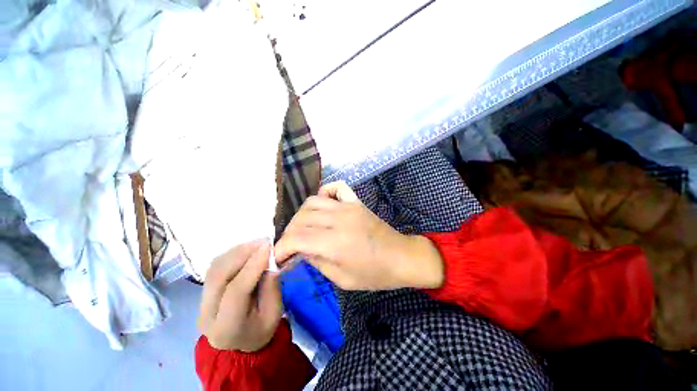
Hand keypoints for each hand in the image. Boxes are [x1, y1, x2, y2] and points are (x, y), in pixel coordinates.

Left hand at [198, 241, 281, 351]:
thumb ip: (271, 288)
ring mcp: (201, 302)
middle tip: (264, 241)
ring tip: (257, 243)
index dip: (252, 266)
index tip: (269, 247)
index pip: (235, 292)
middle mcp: (207, 315)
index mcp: (226, 328)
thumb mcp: (274, 314)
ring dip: (237, 251)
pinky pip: (215, 267)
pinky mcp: (204, 291)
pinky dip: (232, 254)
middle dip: (242, 254)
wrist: (240, 343)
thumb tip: (271, 261)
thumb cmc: (261, 330)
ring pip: (214, 268)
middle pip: (219, 276)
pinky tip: (247, 250)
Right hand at [274, 182, 444, 290]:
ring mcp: (348, 206)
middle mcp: (338, 219)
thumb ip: (317, 262)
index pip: (296, 238)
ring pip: (312, 202)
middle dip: (289, 233)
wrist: (401, 257)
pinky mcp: (356, 202)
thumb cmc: (374, 274)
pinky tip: (324, 206)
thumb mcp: (342, 279)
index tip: (278, 257)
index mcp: (335, 243)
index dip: (281, 248)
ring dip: (302, 216)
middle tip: (291, 246)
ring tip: (304, 229)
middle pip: (301, 218)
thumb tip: (300, 250)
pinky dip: (324, 193)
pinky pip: (335, 187)